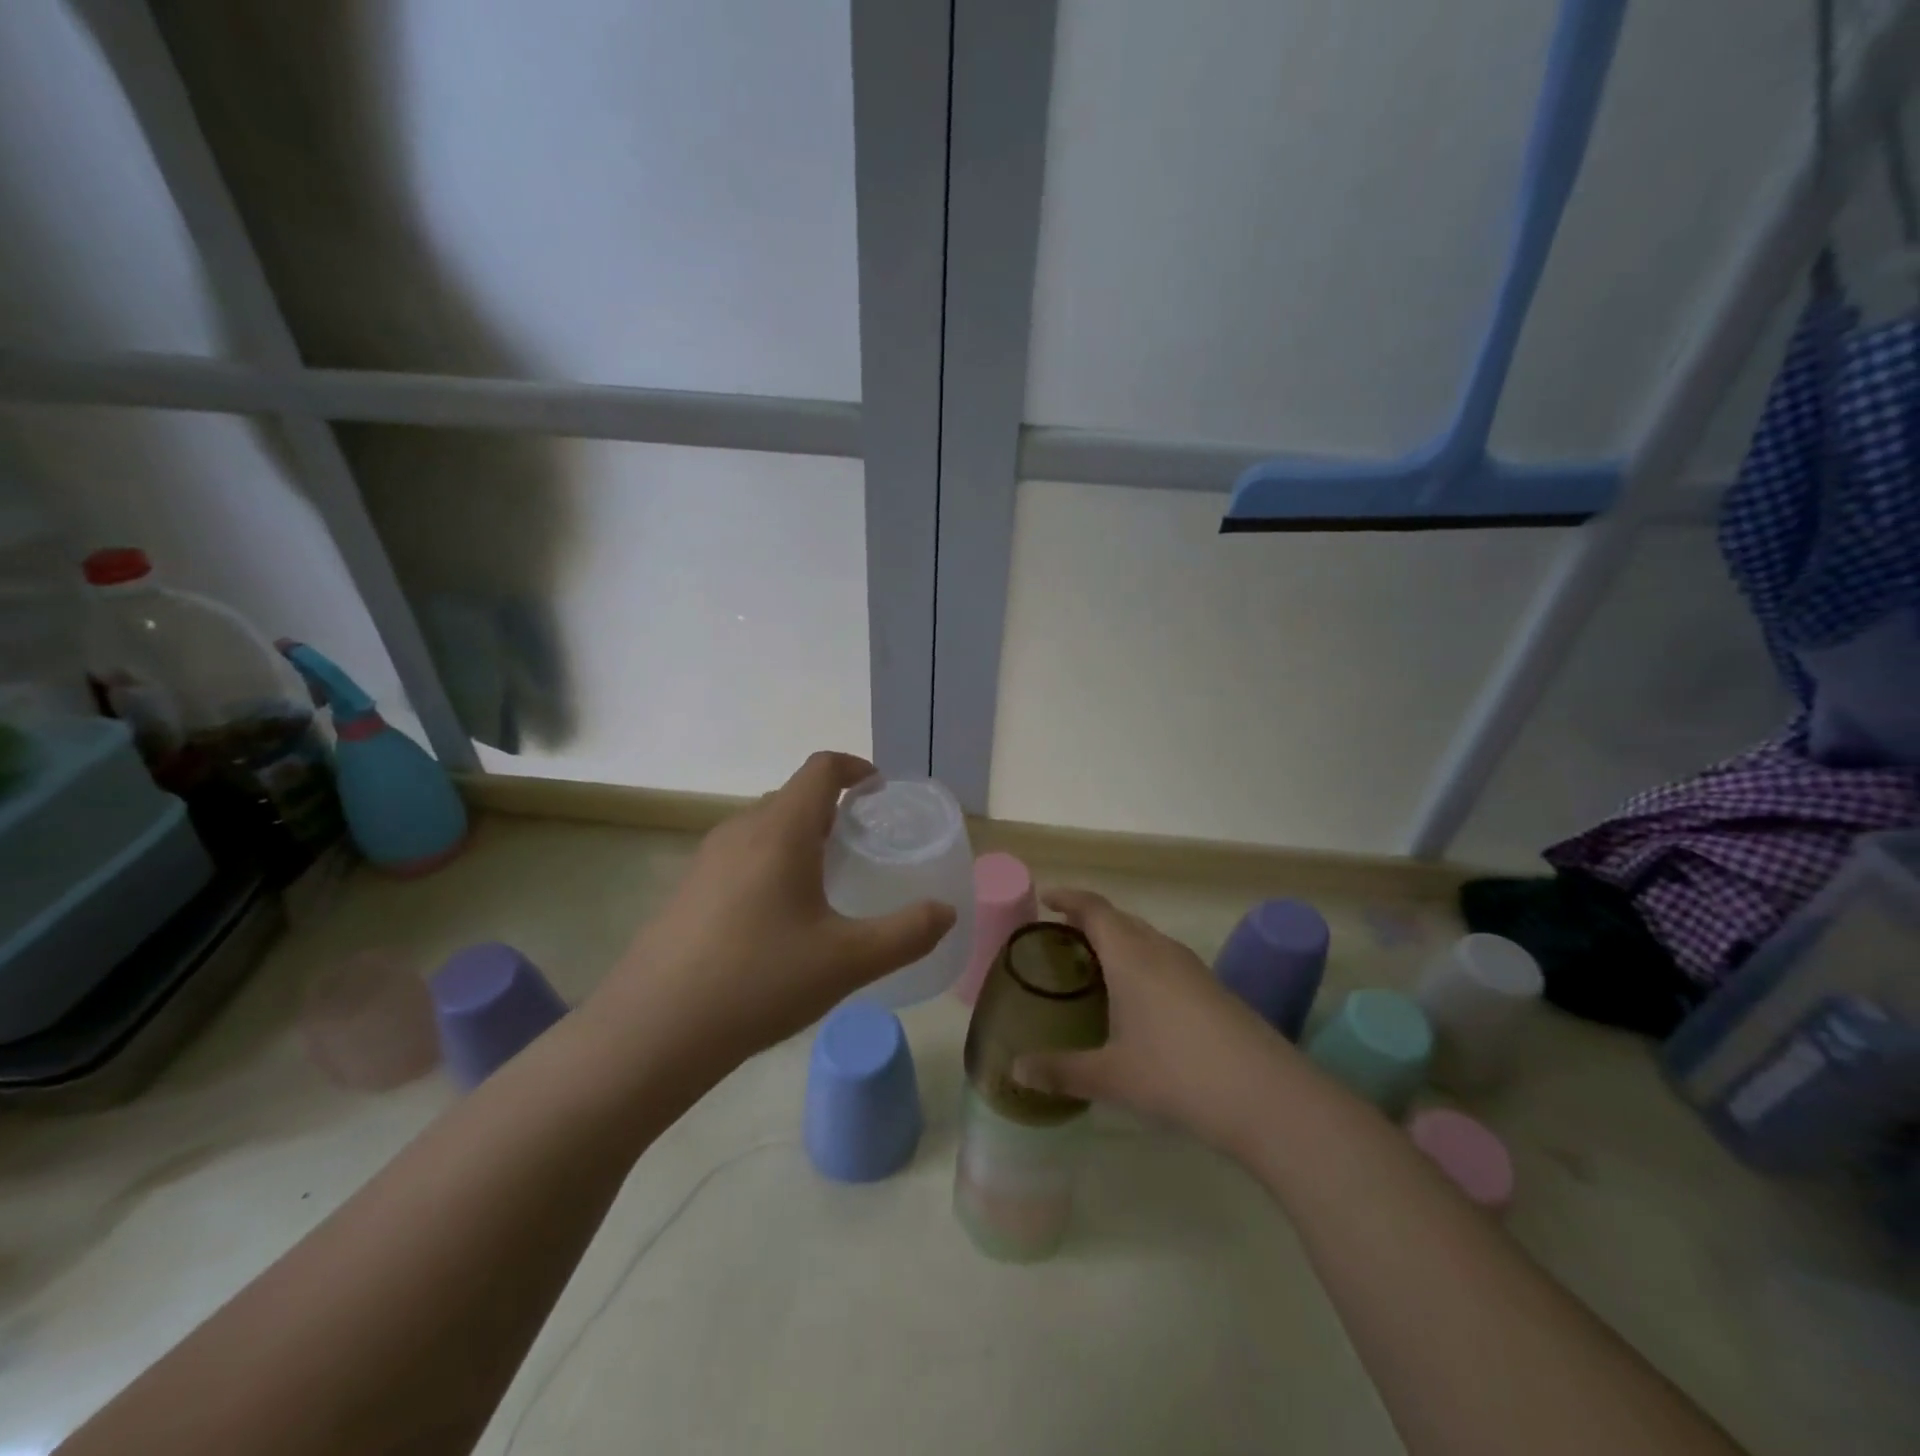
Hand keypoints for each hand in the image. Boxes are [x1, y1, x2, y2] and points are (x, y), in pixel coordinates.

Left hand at [592, 752, 956, 1063]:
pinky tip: (777, 917)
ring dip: (798, 836)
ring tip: (824, 879)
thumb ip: (907, 933)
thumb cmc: (759, 981)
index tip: (879, 789)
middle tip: (860, 843)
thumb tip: (946, 913)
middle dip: (830, 808)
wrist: (653, 1031)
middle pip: (792, 796)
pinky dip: (770, 861)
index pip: (821, 769)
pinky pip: (740, 855)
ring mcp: (706, 859)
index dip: (854, 768)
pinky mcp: (687, 889)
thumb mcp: (848, 961)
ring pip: (763, 827)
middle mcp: (741, 830)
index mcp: (781, 830)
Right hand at [1011, 888, 1290, 1154]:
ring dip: (1119, 942)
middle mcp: (1161, 950)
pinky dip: (1142, 963)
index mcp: (1131, 955)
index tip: (1045, 899)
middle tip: (1062, 938)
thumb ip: (1061, 1071)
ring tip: (1096, 966)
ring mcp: (1192, 968)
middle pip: (1121, 919)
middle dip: (1090, 921)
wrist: (1267, 1095)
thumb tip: (1016, 1071)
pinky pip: (1166, 960)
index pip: (1094, 908)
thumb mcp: (1112, 1077)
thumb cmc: (1178, 1074)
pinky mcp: (1214, 989)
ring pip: (1147, 939)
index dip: (1068, 898)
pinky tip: (1140, 999)